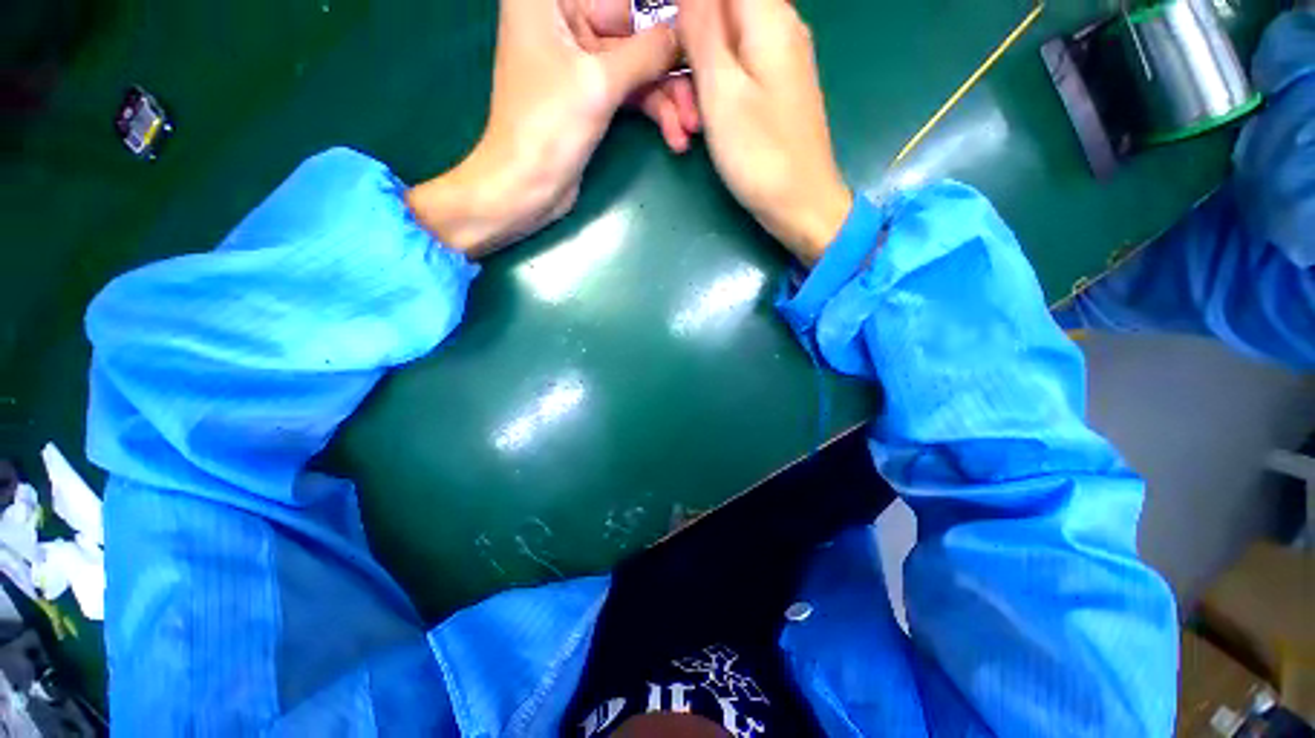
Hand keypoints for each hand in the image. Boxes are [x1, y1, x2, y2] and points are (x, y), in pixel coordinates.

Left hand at [407, 0, 679, 256]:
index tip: (695, 31)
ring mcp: (580, 60)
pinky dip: (654, 113)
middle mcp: (566, 20)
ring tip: (690, 129)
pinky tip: (676, 136)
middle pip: (635, 31)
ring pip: (638, 67)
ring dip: (667, 98)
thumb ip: (647, 52)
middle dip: (670, 67)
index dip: (662, 14)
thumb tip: (687, 33)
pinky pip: (632, 93)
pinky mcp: (591, 95)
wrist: (526, 189)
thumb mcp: (600, 83)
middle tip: (699, 96)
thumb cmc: (548, 127)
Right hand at [680, 0, 851, 262]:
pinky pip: (736, 71)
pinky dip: (714, 92)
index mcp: (769, 16)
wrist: (800, 204)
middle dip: (686, 47)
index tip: (673, 52)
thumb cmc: (759, 154)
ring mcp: (779, 59)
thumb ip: (702, 27)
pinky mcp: (775, 88)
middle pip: (719, 13)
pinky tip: (704, 125)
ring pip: (724, 45)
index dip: (687, 10)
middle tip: (676, 97)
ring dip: (696, 78)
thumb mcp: (721, 90)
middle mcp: (780, 25)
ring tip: (688, 123)